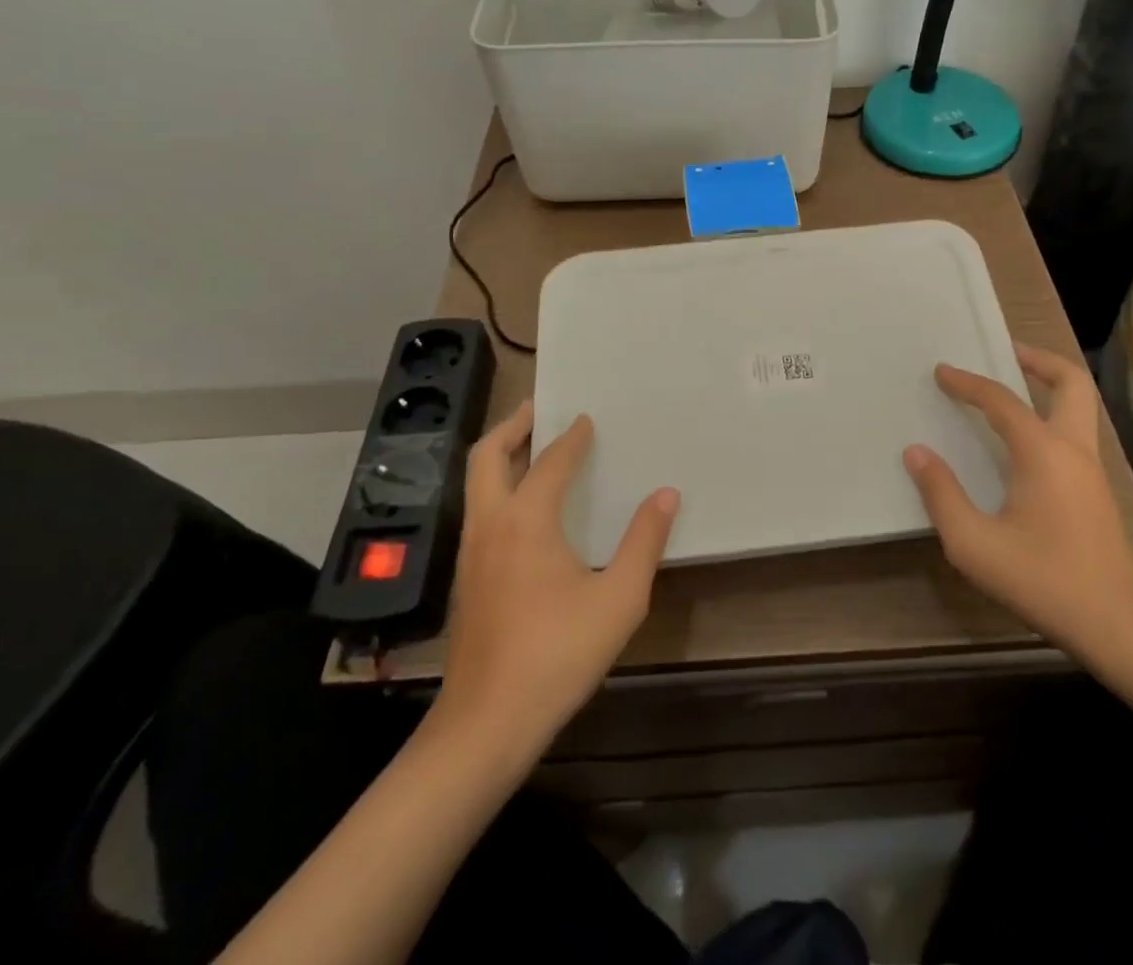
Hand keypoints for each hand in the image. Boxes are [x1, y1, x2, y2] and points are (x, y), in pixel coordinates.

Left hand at [425, 402, 678, 766]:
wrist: (486, 723)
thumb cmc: (557, 654)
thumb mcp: (619, 598)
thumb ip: (644, 541)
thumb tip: (666, 494)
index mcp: (526, 520)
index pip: (551, 462)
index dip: (571, 438)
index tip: (585, 419)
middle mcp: (491, 524)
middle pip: (487, 457)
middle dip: (511, 426)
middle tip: (535, 408)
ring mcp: (471, 552)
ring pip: (476, 484)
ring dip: (500, 456)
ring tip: (529, 446)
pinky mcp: (466, 578)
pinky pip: (479, 510)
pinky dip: (496, 487)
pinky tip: (521, 508)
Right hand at [902, 344, 1132, 676]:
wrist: (1119, 628)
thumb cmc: (1042, 580)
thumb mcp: (974, 543)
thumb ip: (941, 493)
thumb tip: (917, 452)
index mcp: (1043, 452)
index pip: (1001, 401)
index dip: (968, 382)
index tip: (941, 371)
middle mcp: (1074, 449)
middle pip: (1071, 383)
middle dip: (1039, 359)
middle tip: (1007, 352)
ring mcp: (1092, 471)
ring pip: (1080, 407)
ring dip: (1050, 386)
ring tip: (1014, 387)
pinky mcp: (1098, 493)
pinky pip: (1076, 433)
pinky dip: (1052, 415)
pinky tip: (1025, 442)